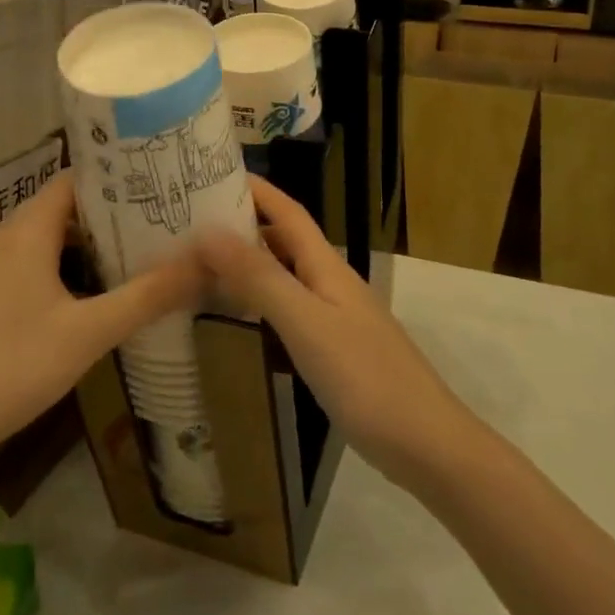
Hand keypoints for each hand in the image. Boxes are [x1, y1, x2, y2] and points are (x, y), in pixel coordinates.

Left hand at [0, 174, 204, 471]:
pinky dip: (53, 266)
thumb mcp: (90, 332)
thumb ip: (147, 296)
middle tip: (151, 225)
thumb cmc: (16, 364)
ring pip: (38, 239)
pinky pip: (20, 264)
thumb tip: (204, 263)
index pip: (72, 181)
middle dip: (104, 216)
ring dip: (78, 245)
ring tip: (125, 258)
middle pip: (57, 209)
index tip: (153, 187)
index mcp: (24, 232)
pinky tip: (78, 297)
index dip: (112, 180)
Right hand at [195, 176, 468, 488]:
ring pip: (284, 275)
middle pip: (283, 240)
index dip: (255, 188)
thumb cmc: (364, 377)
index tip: (211, 172)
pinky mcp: (333, 349)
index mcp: (326, 266)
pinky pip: (288, 310)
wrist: (424, 442)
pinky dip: (259, 302)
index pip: (287, 211)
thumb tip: (209, 230)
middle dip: (243, 223)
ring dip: (248, 263)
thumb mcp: (305, 323)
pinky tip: (237, 317)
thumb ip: (259, 277)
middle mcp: (330, 282)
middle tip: (189, 223)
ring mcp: (334, 316)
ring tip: (201, 263)